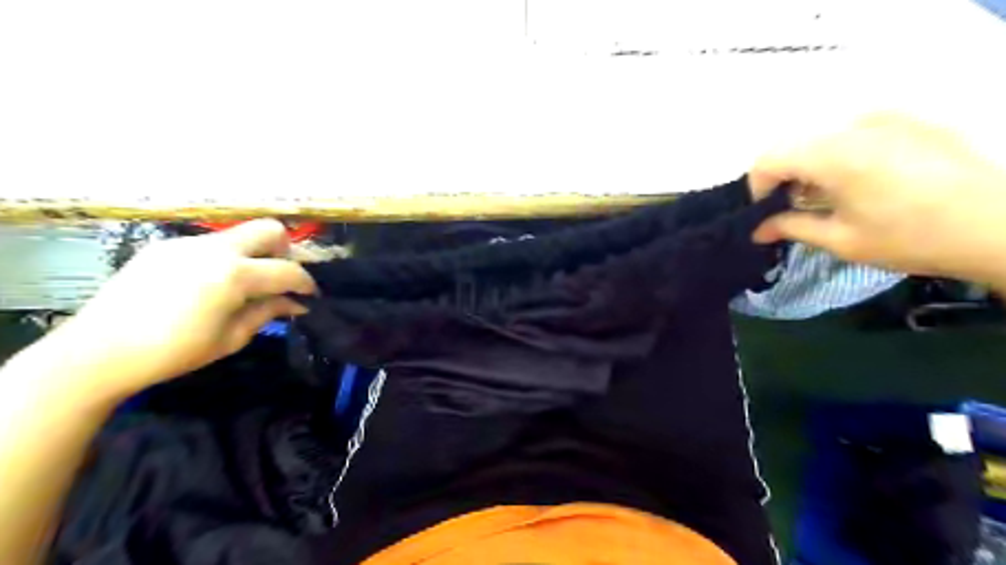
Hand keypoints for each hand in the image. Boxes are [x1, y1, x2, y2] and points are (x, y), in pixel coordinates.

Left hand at [45, 219, 313, 399]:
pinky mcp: (165, 246)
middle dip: (285, 250)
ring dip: (253, 253)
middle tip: (279, 277)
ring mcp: (187, 243)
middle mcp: (215, 249)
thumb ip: (268, 312)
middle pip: (269, 229)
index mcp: (234, 275)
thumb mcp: (232, 337)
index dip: (306, 283)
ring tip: (243, 284)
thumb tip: (296, 303)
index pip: (288, 270)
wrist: (98, 351)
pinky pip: (209, 244)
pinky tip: (207, 284)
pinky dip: (223, 258)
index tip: (310, 296)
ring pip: (238, 234)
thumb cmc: (174, 352)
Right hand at [751, 110, 1005, 283]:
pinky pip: (852, 131)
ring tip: (826, 195)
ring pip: (820, 136)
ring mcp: (884, 117)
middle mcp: (854, 126)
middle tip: (793, 206)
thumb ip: (791, 227)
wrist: (1000, 224)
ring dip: (809, 164)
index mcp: (834, 155)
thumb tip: (757, 231)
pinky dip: (838, 153)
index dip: (757, 186)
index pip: (769, 159)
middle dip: (782, 176)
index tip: (765, 212)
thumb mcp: (842, 240)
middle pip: (792, 144)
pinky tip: (859, 180)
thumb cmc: (912, 237)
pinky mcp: (907, 119)